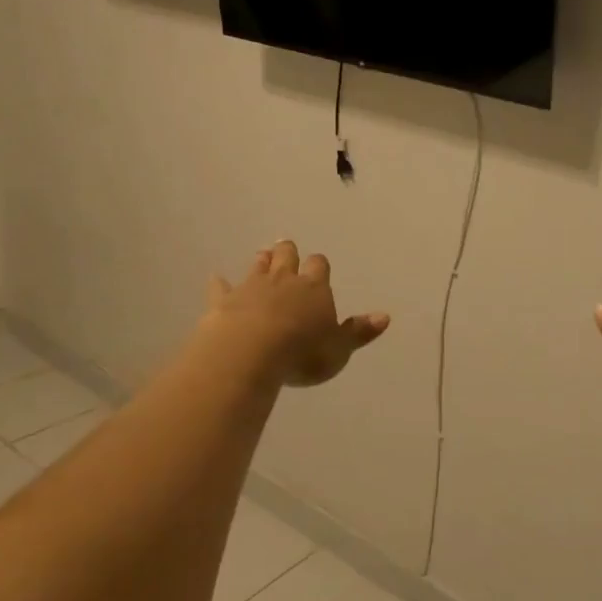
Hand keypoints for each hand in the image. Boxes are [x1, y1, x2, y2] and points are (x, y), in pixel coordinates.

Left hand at [204, 241, 389, 387]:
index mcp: (314, 289)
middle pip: (286, 257)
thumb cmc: (302, 353)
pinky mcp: (223, 301)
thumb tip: (385, 316)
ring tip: (263, 255)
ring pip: (257, 266)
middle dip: (287, 252)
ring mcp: (250, 287)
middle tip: (285, 247)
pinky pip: (221, 287)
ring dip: (261, 261)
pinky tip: (216, 278)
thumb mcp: (339, 349)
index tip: (317, 265)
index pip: (318, 266)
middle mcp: (283, 280)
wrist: (250, 352)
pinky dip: (220, 283)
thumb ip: (359, 332)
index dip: (318, 265)